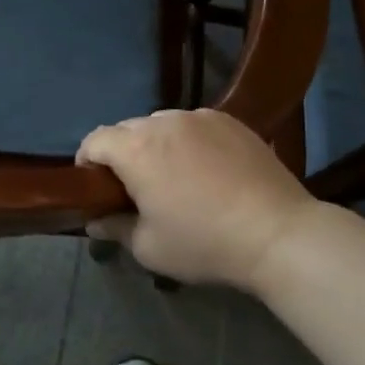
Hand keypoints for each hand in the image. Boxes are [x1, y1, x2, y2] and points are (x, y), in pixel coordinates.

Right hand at [78, 109, 319, 291]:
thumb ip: (114, 228)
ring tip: (175, 177)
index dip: (87, 162)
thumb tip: (94, 220)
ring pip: (162, 124)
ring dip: (157, 145)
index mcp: (135, 148)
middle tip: (136, 188)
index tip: (95, 188)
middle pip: (127, 130)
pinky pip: (195, 125)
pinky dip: (190, 141)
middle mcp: (163, 122)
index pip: (94, 140)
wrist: (277, 233)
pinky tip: (208, 170)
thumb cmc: (204, 242)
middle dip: (122, 155)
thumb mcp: (149, 248)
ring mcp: (200, 116)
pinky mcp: (230, 120)